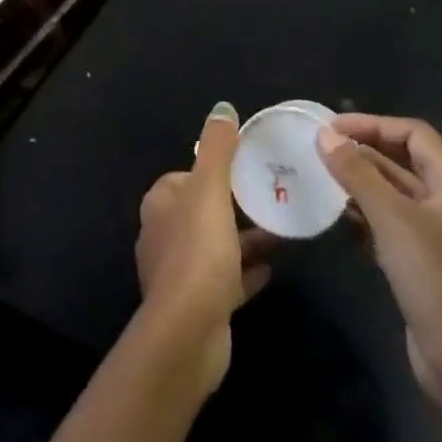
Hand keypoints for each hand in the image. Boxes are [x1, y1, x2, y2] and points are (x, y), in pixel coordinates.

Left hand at [134, 102, 275, 393]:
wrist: (188, 333)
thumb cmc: (198, 251)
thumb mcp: (210, 189)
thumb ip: (217, 148)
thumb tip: (222, 108)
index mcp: (161, 204)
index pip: (186, 176)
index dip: (213, 171)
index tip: (245, 169)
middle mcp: (163, 234)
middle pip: (202, 211)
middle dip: (233, 205)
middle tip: (270, 198)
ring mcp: (178, 274)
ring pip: (215, 245)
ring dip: (243, 239)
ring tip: (281, 231)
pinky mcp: (196, 305)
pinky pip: (225, 279)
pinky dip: (245, 272)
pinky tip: (272, 269)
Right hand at [317, 114, 441, 412]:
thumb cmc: (435, 280)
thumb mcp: (392, 219)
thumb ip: (357, 173)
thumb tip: (324, 135)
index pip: (412, 134)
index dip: (373, 124)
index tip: (331, 128)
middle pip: (401, 161)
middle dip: (361, 152)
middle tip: (317, 149)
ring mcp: (433, 235)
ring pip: (390, 193)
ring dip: (357, 184)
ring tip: (318, 178)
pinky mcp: (419, 263)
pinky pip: (387, 224)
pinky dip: (362, 216)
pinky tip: (335, 219)